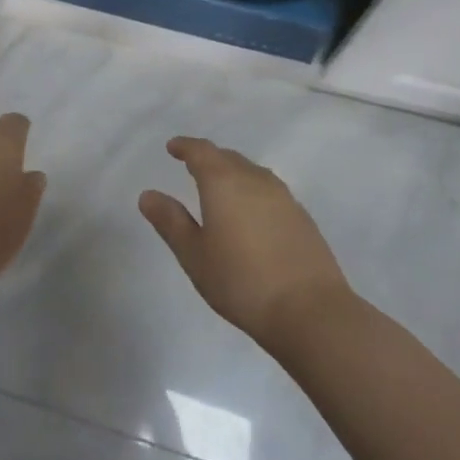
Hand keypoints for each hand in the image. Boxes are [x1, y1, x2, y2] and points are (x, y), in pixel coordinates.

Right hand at [139, 136, 353, 350]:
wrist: (311, 312)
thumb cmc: (241, 281)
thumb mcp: (194, 255)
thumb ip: (170, 221)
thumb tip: (148, 195)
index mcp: (224, 182)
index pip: (201, 151)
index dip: (185, 146)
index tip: (172, 147)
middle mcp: (255, 180)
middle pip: (228, 157)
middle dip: (209, 158)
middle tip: (193, 166)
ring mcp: (284, 198)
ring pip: (252, 172)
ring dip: (233, 173)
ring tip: (221, 188)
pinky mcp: (302, 218)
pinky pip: (270, 191)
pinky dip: (253, 191)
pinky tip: (251, 214)